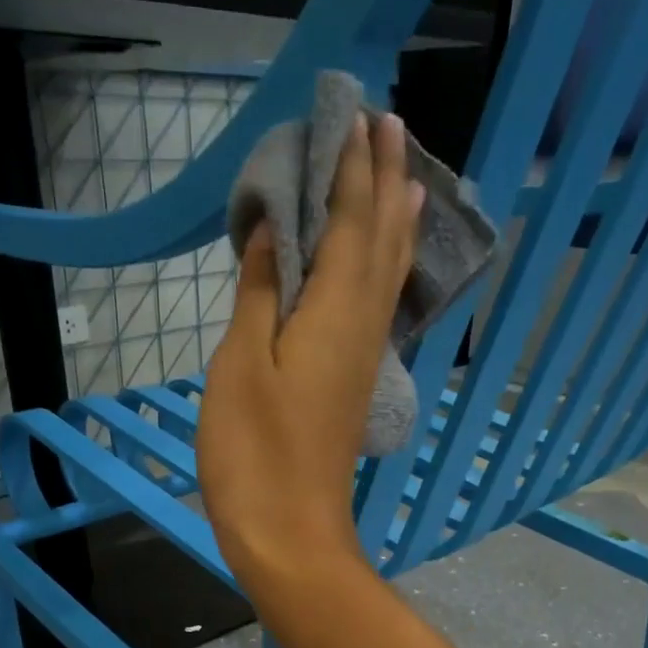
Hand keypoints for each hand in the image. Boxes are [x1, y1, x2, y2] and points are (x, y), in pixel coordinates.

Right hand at [196, 113, 424, 602]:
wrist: (291, 533)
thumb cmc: (255, 453)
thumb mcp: (242, 366)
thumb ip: (261, 293)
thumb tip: (277, 230)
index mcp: (336, 313)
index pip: (353, 221)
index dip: (355, 168)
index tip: (357, 114)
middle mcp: (363, 327)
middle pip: (383, 241)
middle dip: (386, 181)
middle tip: (388, 126)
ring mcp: (364, 358)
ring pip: (389, 274)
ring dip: (395, 222)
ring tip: (405, 179)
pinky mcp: (355, 384)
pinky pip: (378, 306)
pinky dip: (385, 269)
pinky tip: (383, 266)